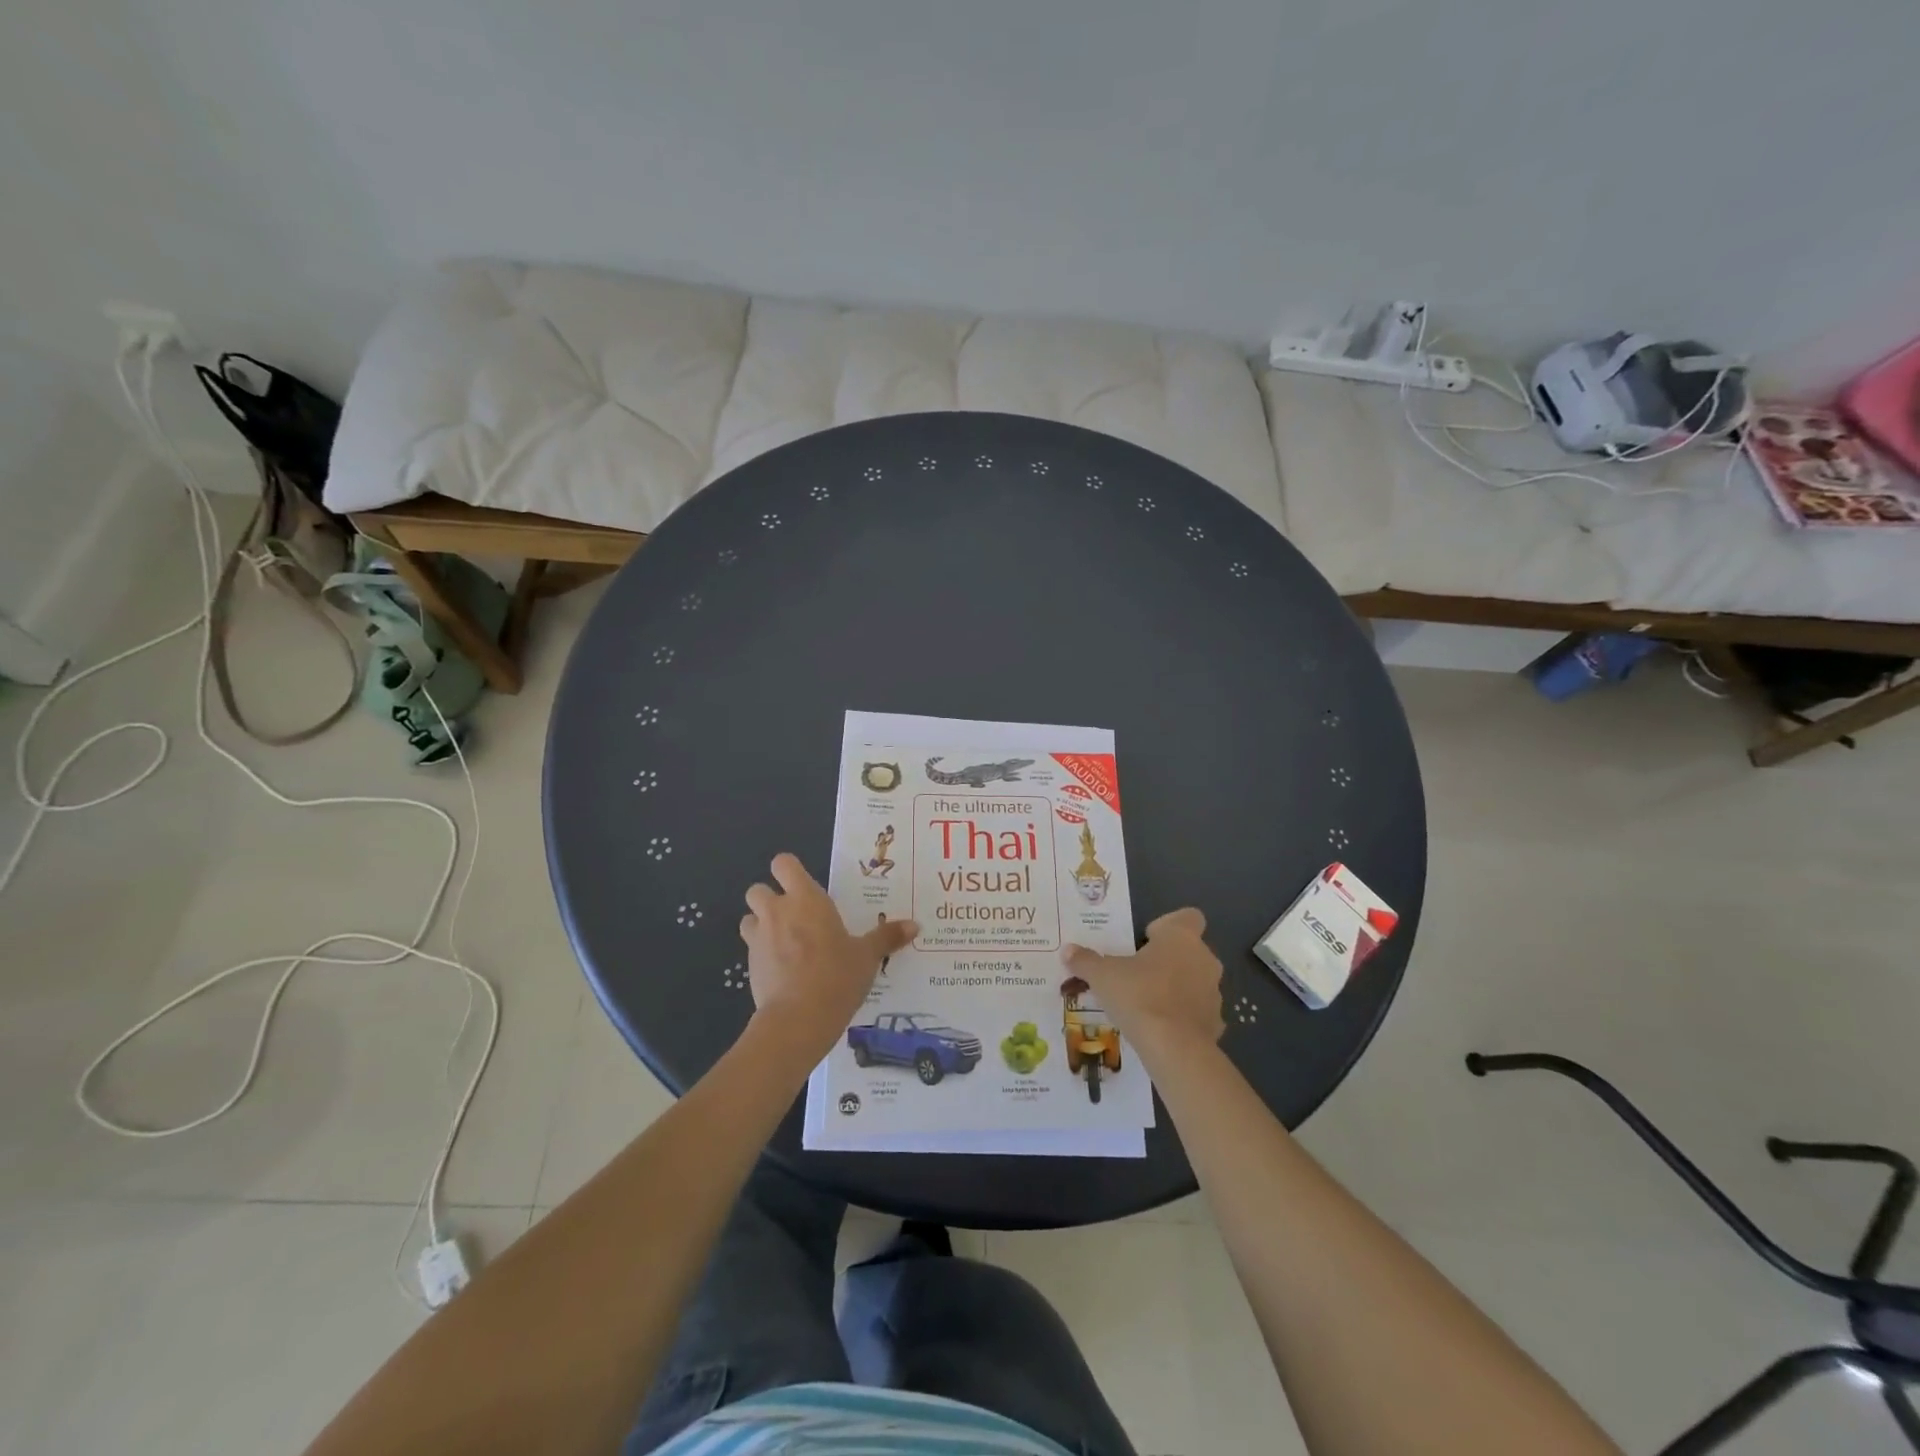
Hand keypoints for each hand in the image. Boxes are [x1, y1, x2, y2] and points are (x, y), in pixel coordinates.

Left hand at [740, 853, 917, 1051]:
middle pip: (757, 889)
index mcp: (806, 899)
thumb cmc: (837, 976)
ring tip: (784, 942)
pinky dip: (762, 955)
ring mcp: (758, 939)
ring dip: (760, 925)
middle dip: (770, 898)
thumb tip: (915, 925)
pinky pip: (751, 950)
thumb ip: (887, 937)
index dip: (789, 871)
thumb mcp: (868, 956)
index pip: (784, 864)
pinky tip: (783, 971)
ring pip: (748, 918)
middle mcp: (778, 912)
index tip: (805, 887)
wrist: (798, 1019)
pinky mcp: (749, 967)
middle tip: (794, 916)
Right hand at [1062, 908, 1223, 1058]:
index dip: (1169, 925)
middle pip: (1190, 950)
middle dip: (1169, 959)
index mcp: (1180, 937)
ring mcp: (1214, 991)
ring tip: (1148, 1003)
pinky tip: (1163, 1028)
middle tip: (1140, 973)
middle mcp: (1204, 958)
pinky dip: (1185, 1016)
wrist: (1173, 1048)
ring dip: (1178, 987)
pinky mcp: (1217, 1022)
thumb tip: (1067, 950)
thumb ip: (1085, 960)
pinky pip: (1199, 1011)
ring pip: (1196, 980)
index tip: (1147, 940)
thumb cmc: (1138, 996)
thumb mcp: (1102, 976)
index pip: (1189, 916)